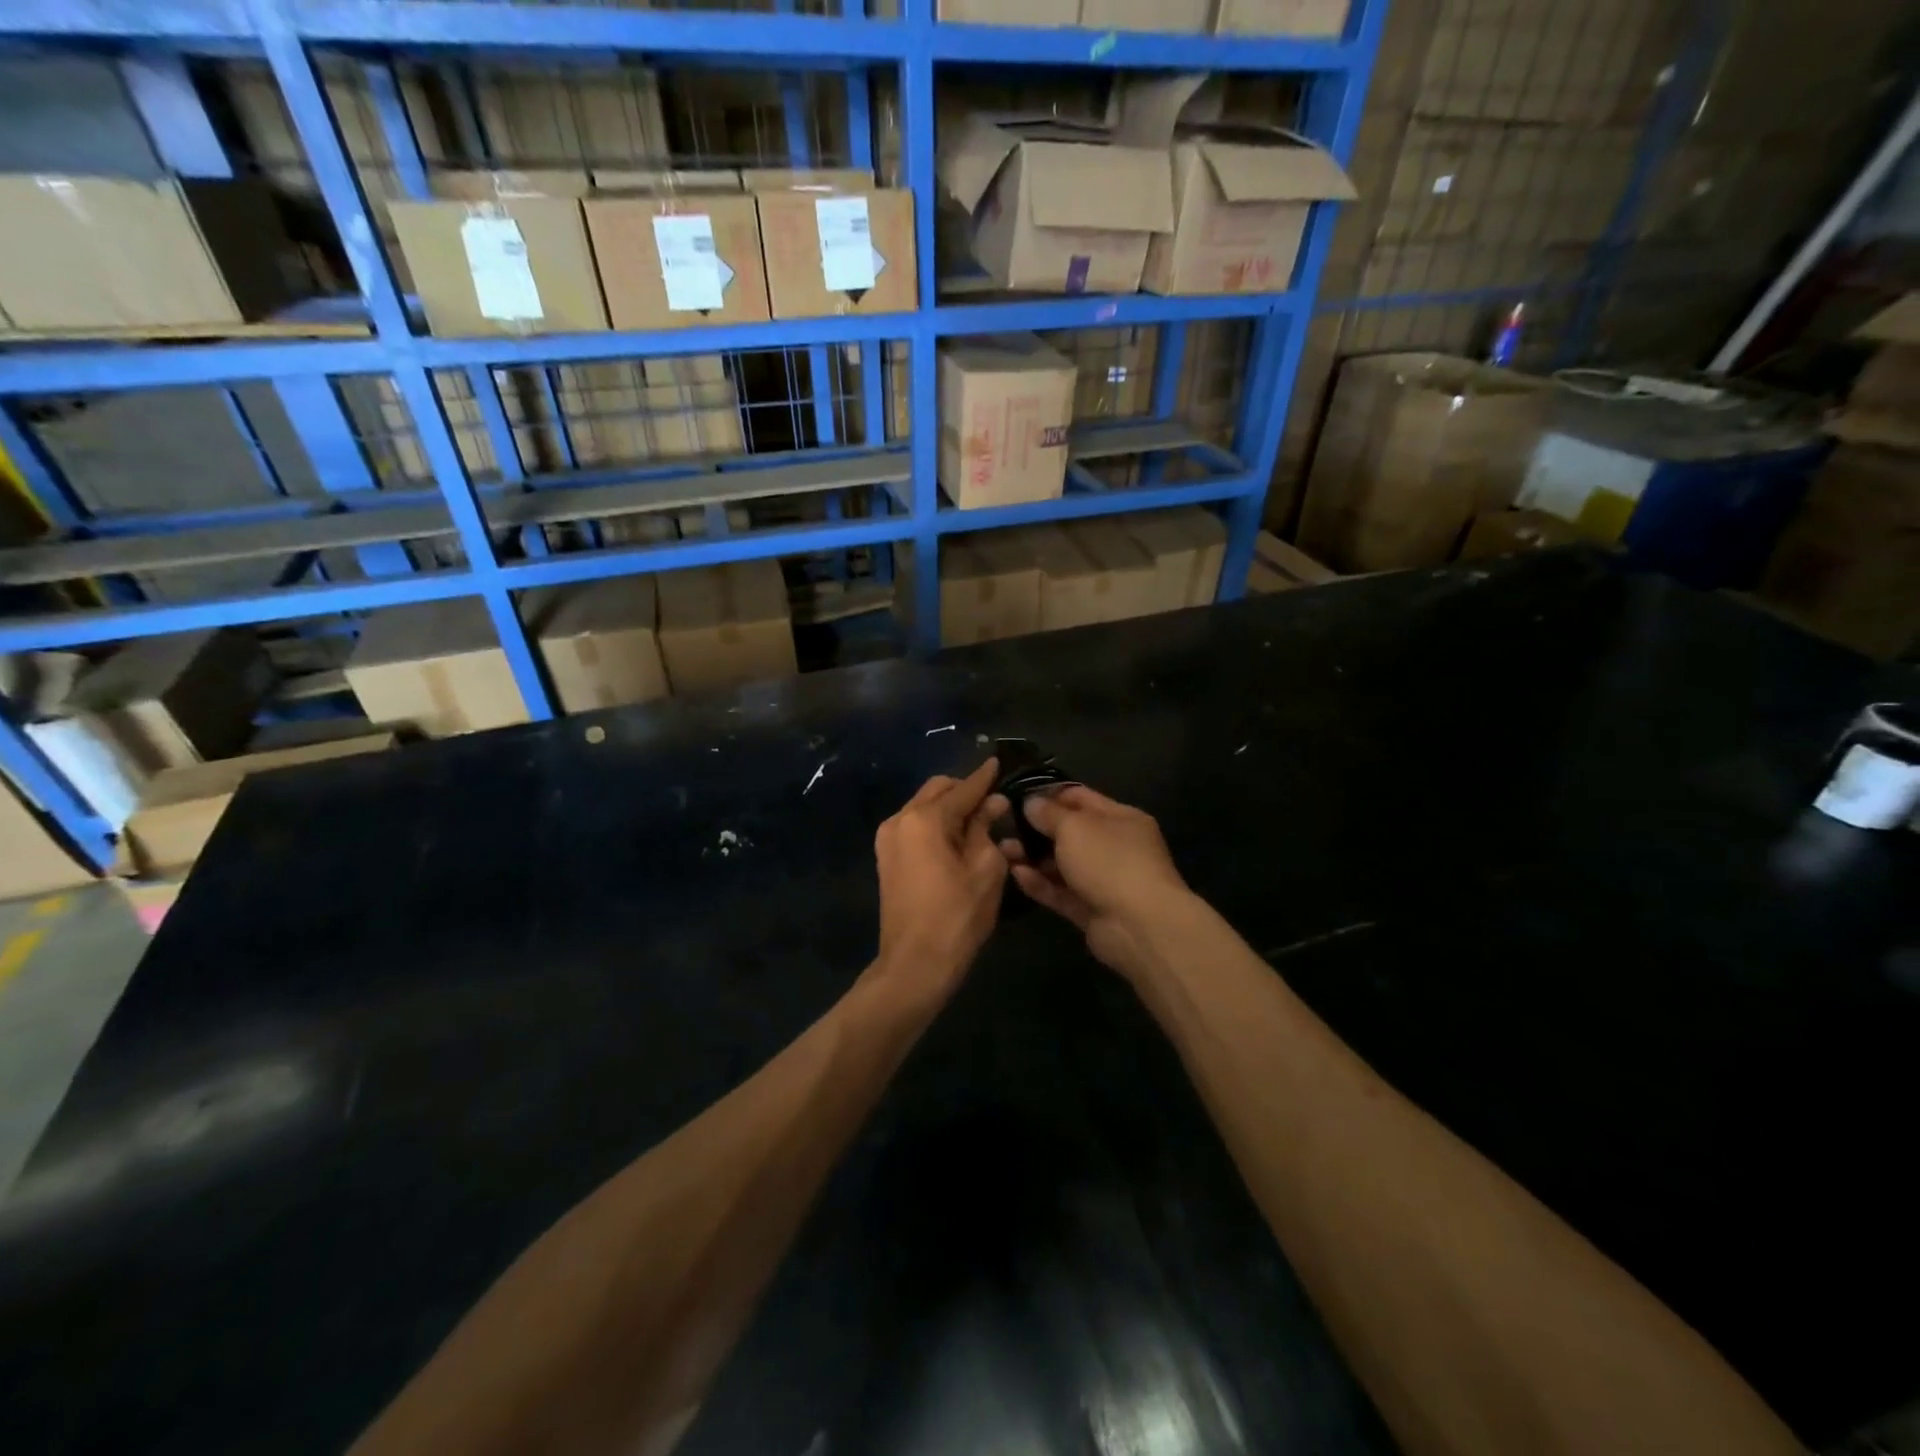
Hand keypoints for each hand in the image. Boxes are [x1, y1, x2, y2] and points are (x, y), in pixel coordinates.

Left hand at [873, 759, 1009, 993]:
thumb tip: (993, 803)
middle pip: (938, 791)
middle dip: (965, 792)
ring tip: (980, 823)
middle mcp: (900, 819)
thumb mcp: (985, 869)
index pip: (962, 789)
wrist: (915, 964)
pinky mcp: (887, 858)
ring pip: (925, 807)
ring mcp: (888, 839)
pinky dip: (937, 826)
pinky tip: (959, 839)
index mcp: (924, 818)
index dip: (984, 777)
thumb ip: (987, 828)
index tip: (997, 761)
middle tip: (994, 802)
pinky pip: (916, 827)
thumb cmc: (957, 916)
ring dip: (951, 809)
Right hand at [999, 786, 1192, 977]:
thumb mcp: (1075, 827)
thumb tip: (1031, 803)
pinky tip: (1016, 874)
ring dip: (1033, 858)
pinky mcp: (1090, 910)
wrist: (1139, 926)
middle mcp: (1114, 847)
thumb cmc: (1109, 861)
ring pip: (1062, 865)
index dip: (1050, 794)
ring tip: (1003, 851)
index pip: (1081, 798)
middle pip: (1069, 833)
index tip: (1017, 796)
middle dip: (1036, 829)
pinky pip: (1061, 892)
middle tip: (1004, 826)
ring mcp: (1103, 881)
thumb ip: (1049, 813)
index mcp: (1121, 818)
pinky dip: (1040, 883)